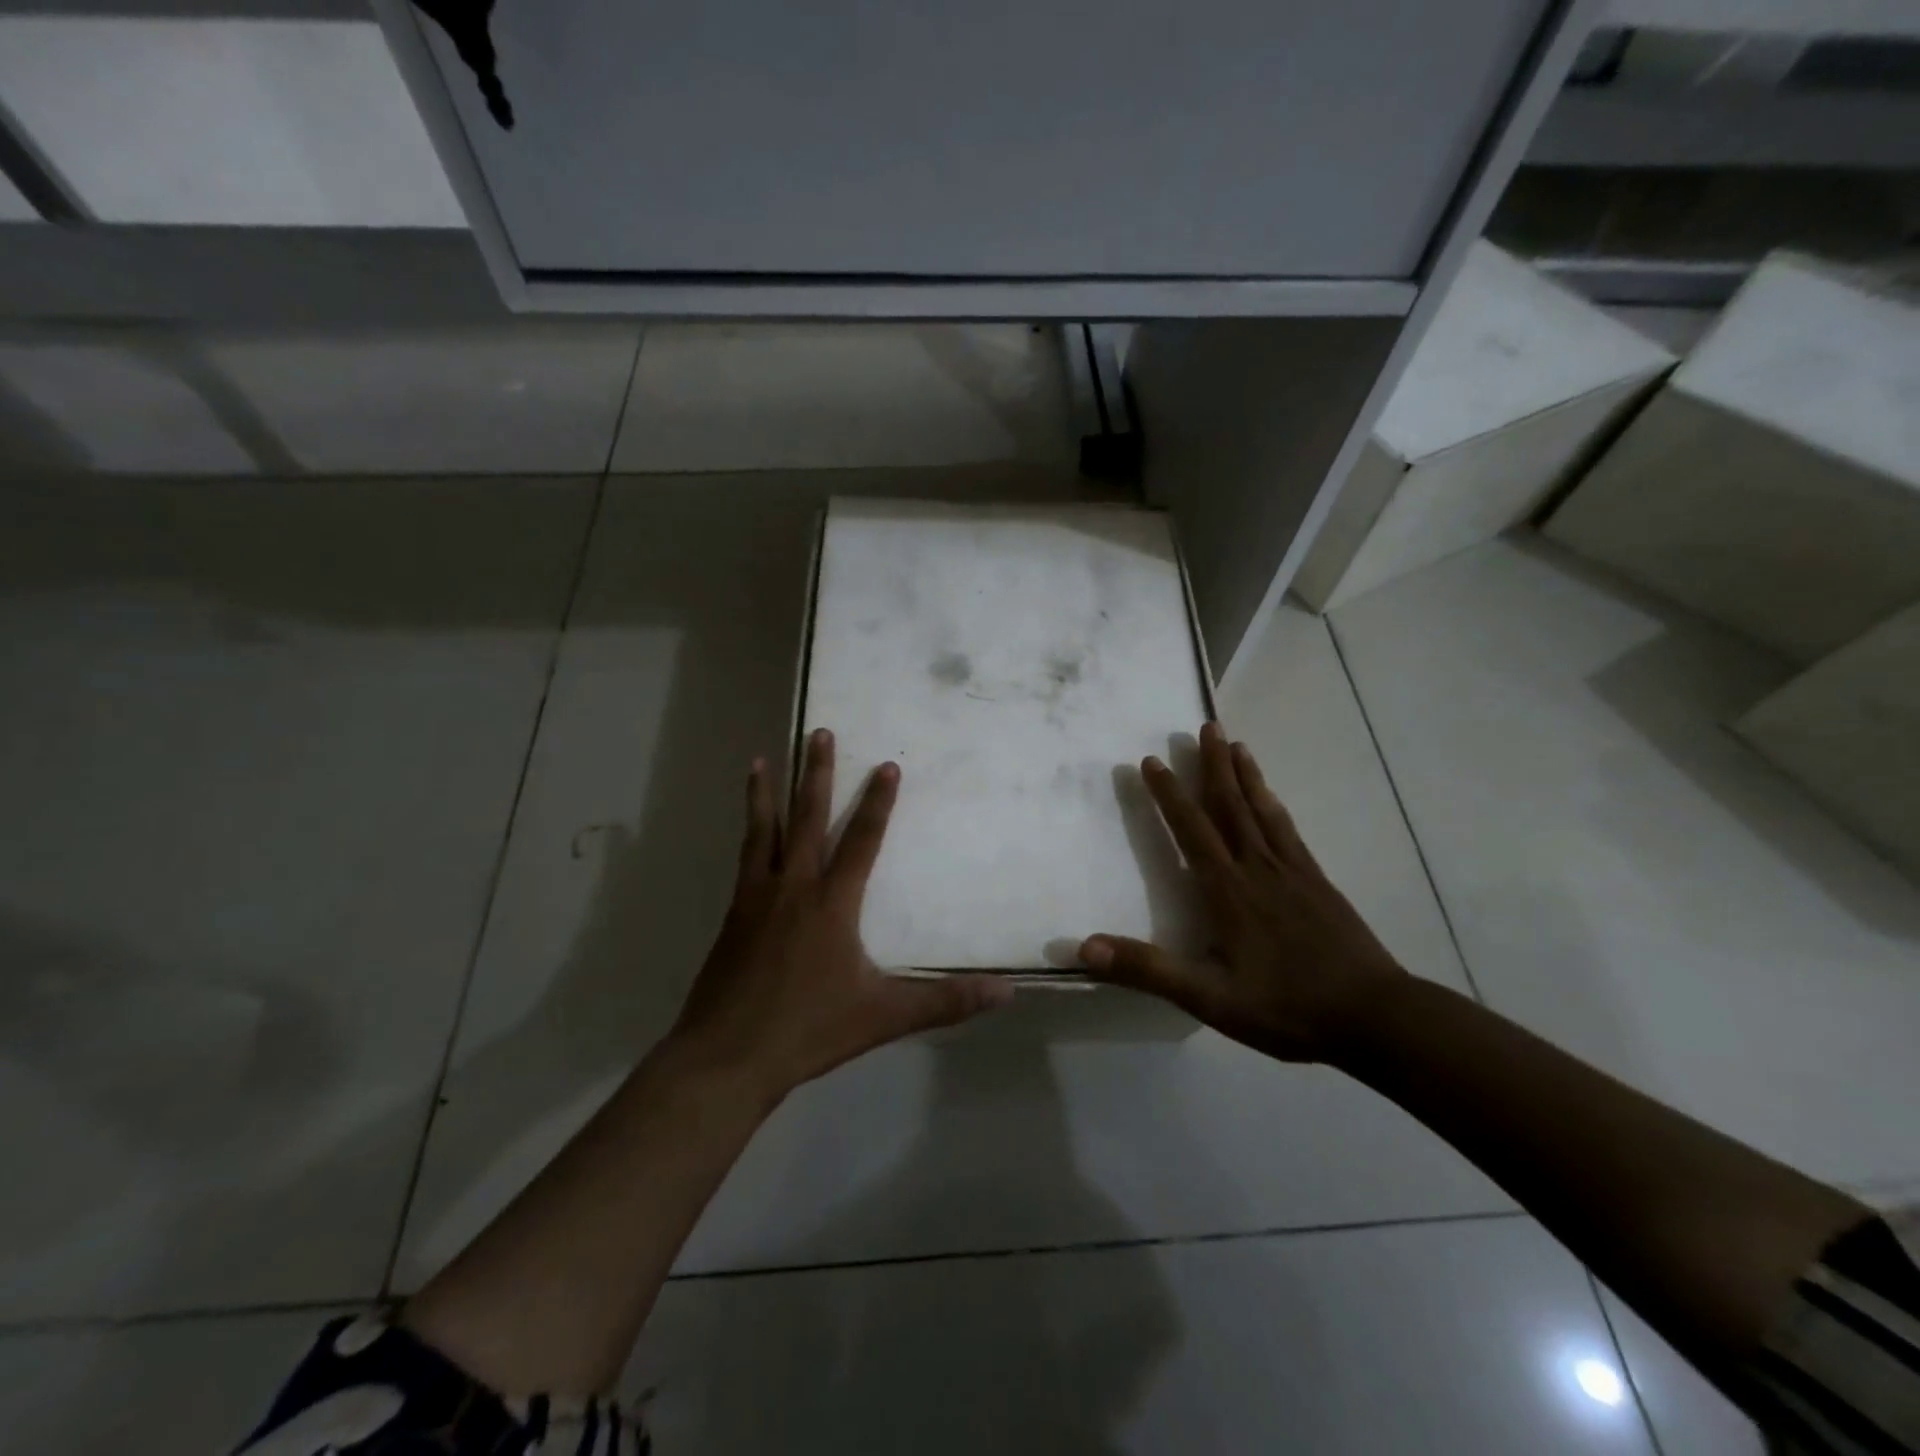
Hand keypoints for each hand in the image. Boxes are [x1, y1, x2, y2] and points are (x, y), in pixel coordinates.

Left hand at [670, 728, 1012, 1101]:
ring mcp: (757, 898)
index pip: (862, 840)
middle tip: (819, 732)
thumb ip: (945, 1001)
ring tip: (761, 758)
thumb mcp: (884, 1016)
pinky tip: (749, 830)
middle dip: (816, 773)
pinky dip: (749, 833)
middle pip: (807, 817)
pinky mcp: (734, 916)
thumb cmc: (809, 1029)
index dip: (878, 801)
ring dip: (767, 792)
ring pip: (764, 831)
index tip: (886, 765)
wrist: (727, 1056)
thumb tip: (1006, 991)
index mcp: (832, 903)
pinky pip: (745, 859)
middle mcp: (794, 887)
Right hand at [1080, 722, 1407, 1061]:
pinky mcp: (1318, 881)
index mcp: (1227, 892)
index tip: (1151, 760)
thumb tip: (1086, 947)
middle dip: (1212, 766)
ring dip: (1245, 774)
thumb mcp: (1210, 999)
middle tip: (1205, 725)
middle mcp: (1257, 869)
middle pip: (1230, 806)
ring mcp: (1292, 871)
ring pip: (1261, 810)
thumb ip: (1149, 970)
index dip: (1169, 795)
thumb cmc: (1287, 1008)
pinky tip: (1272, 798)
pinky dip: (1273, 804)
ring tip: (1234, 743)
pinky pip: (1288, 829)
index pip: (1191, 831)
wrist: (1375, 1017)